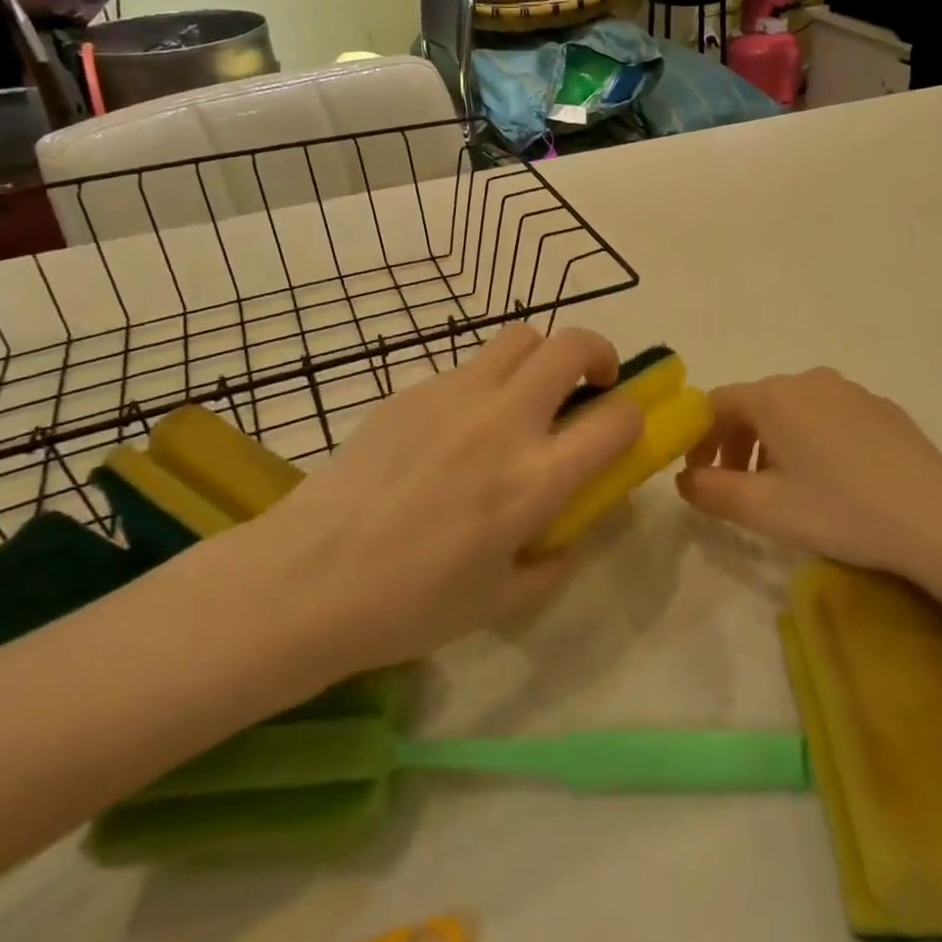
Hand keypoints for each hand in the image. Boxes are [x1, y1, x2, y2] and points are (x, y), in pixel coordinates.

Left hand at [213, 326, 642, 684]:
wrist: (307, 578)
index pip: (617, 420)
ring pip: (519, 338)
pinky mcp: (412, 389)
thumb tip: (574, 533)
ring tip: (526, 397)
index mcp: (535, 479)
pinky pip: (467, 366)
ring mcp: (454, 396)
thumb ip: (555, 562)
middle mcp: (503, 422)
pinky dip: (485, 383)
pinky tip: (456, 429)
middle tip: (590, 386)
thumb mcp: (502, 602)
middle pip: (571, 346)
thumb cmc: (410, 603)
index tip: (622, 431)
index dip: (634, 418)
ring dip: (541, 359)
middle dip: (598, 355)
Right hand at [676, 368, 941, 578]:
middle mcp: (810, 380)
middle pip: (754, 405)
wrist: (939, 521)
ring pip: (793, 410)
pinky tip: (832, 480)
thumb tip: (685, 477)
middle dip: (735, 444)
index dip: (699, 438)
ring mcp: (852, 391)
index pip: (716, 404)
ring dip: (772, 444)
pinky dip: (811, 440)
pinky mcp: (883, 409)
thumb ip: (710, 490)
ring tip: (783, 488)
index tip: (700, 475)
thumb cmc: (840, 510)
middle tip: (736, 487)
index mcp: (775, 397)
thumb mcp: (764, 509)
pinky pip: (830, 416)